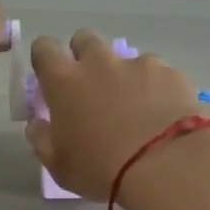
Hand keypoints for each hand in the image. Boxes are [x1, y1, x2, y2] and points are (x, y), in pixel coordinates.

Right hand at [24, 30, 201, 198]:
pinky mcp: (172, 74)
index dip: (46, 59)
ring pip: (126, 58)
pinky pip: (160, 74)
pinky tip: (165, 116)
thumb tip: (38, 123)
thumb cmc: (102, 169)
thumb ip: (42, 139)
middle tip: (92, 88)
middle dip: (85, 56)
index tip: (51, 78)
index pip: (44, 48)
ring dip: (125, 76)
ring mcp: (139, 64)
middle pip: (85, 39)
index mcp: (64, 81)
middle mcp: (100, 62)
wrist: (166, 166)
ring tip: (137, 109)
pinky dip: (158, 89)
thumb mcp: (60, 166)